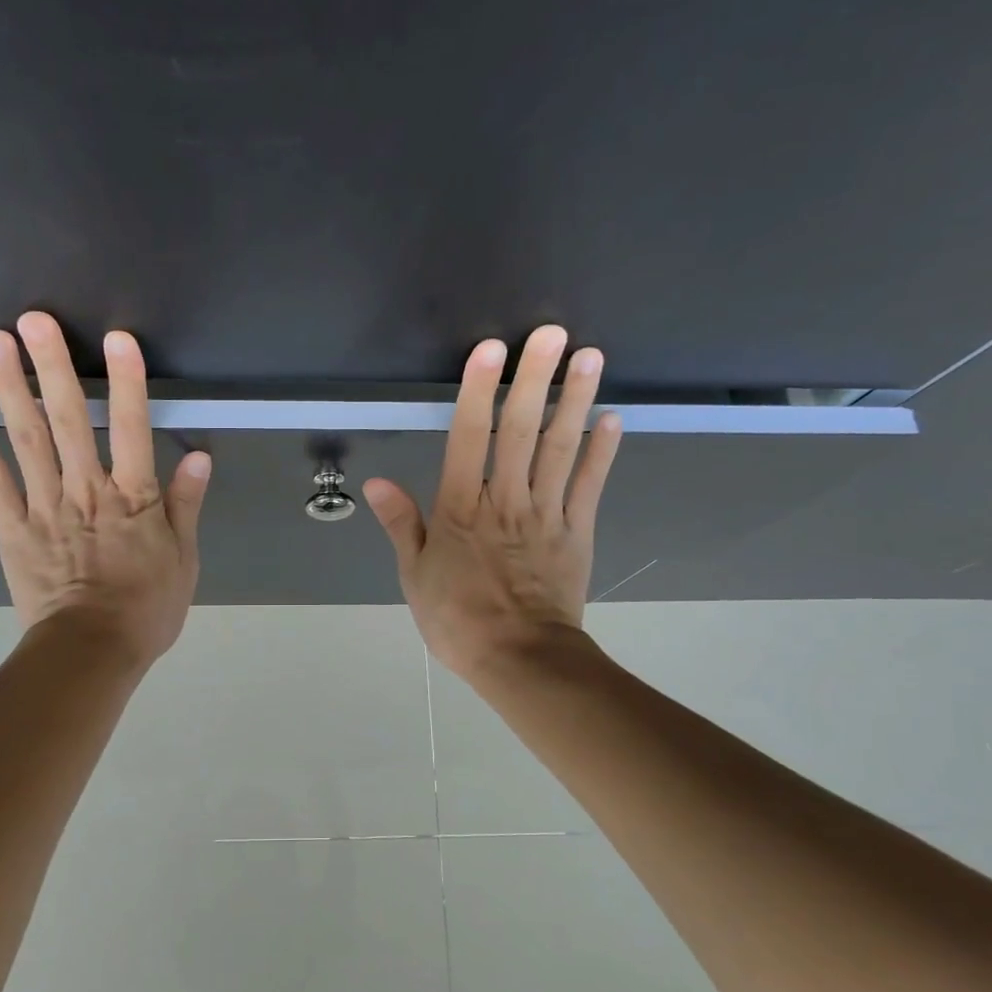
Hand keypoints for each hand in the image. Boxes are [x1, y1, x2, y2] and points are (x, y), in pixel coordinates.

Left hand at [0, 311, 209, 664]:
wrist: (90, 652)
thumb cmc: (146, 608)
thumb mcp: (183, 559)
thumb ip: (185, 505)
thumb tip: (198, 456)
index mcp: (132, 498)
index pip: (133, 429)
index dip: (127, 382)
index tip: (118, 339)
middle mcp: (85, 491)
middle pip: (69, 421)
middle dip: (54, 367)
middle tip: (35, 319)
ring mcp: (43, 507)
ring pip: (27, 441)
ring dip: (12, 389)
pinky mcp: (12, 529)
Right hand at [363, 325, 621, 680]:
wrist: (519, 659)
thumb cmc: (457, 619)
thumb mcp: (413, 575)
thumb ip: (401, 523)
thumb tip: (378, 480)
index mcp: (461, 509)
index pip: (468, 438)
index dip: (478, 391)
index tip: (490, 350)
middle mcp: (505, 499)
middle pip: (520, 431)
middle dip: (534, 379)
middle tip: (550, 333)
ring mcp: (546, 513)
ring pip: (560, 449)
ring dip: (574, 401)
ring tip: (589, 357)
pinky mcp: (577, 531)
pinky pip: (589, 485)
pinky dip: (602, 451)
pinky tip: (613, 417)